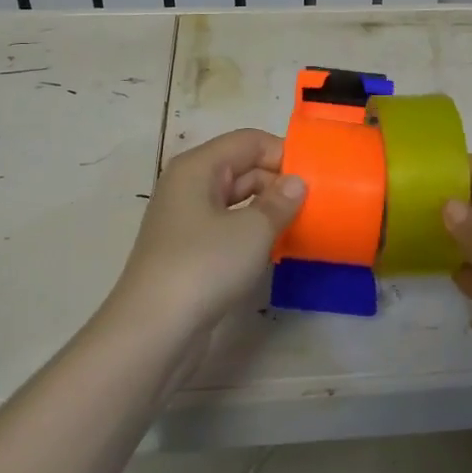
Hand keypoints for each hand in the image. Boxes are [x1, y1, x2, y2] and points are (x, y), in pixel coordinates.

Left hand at [107, 129, 306, 335]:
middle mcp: (189, 186)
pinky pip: (228, 228)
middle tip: (316, 205)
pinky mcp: (189, 252)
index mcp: (198, 167)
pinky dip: (252, 232)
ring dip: (268, 209)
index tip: (317, 177)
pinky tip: (277, 249)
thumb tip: (297, 182)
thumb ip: (280, 201)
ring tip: (303, 224)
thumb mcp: (253, 230)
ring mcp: (186, 220)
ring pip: (236, 201)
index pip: (248, 141)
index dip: (283, 153)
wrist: (154, 331)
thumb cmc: (204, 265)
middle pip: (242, 168)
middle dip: (278, 182)